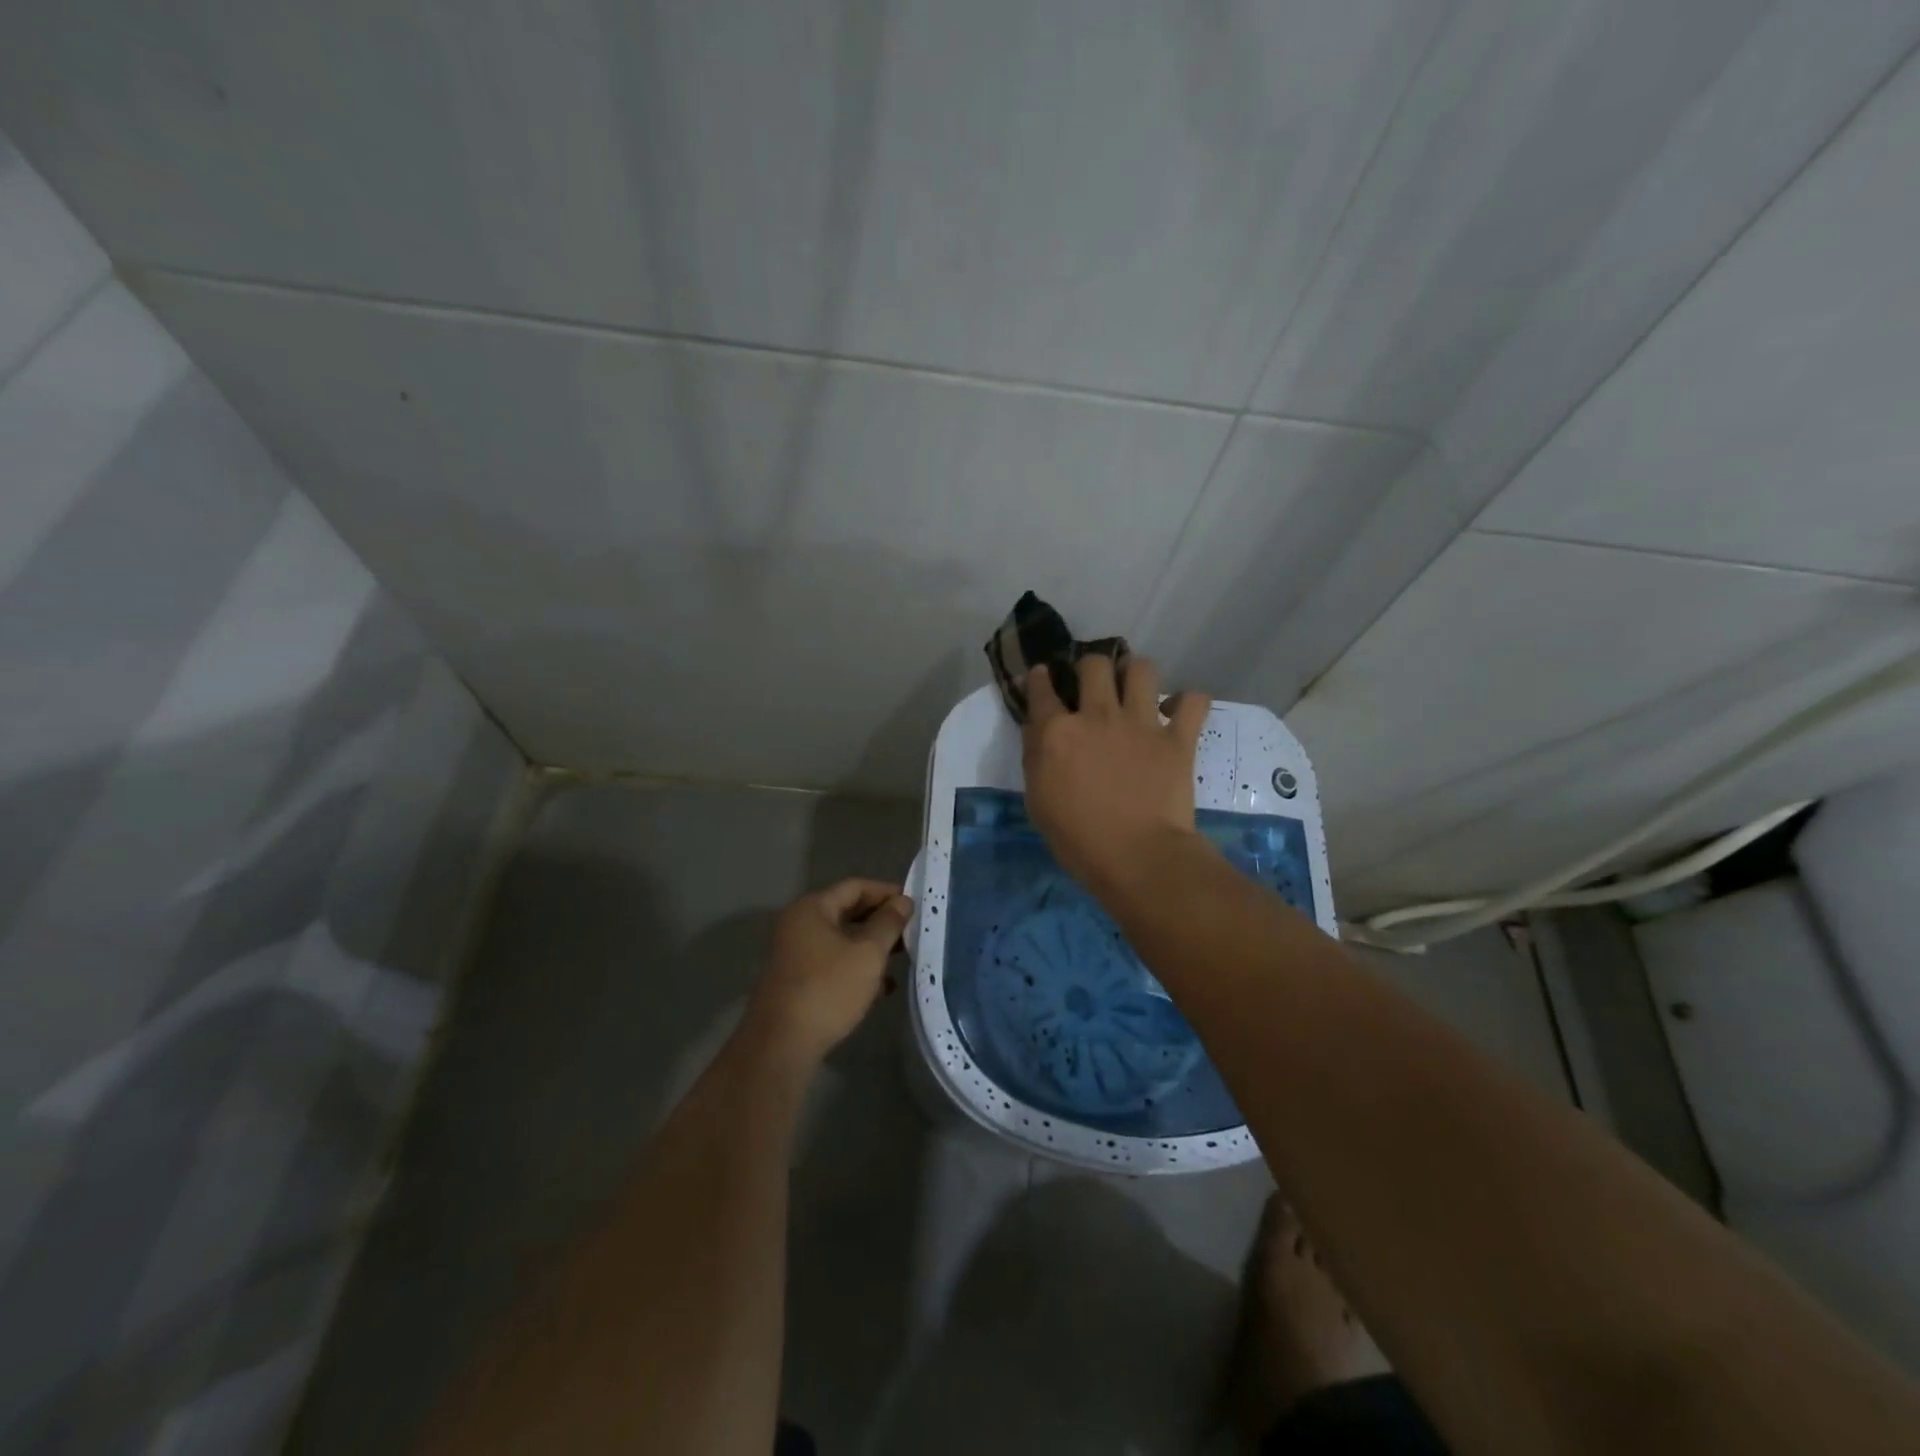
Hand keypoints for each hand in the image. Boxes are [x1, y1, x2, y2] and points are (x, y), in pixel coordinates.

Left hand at [745, 878, 913, 1063]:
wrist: (782, 1045)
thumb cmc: (828, 989)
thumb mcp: (867, 953)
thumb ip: (888, 923)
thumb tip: (903, 902)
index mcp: (812, 908)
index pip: (856, 886)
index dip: (886, 892)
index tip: (915, 903)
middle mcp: (799, 924)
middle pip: (847, 911)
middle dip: (881, 920)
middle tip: (912, 930)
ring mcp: (795, 954)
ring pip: (842, 940)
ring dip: (871, 946)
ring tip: (903, 957)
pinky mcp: (797, 981)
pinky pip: (833, 963)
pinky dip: (856, 968)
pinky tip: (882, 988)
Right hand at [1021, 656, 1211, 898]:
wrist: (1137, 857)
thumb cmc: (1078, 840)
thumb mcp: (1038, 801)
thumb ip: (1036, 758)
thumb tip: (1040, 731)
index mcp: (1057, 733)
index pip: (1041, 689)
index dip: (1039, 678)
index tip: (1042, 675)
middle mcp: (1097, 716)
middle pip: (1094, 665)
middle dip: (1091, 666)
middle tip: (1094, 682)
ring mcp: (1140, 724)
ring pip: (1141, 669)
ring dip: (1135, 673)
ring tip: (1135, 687)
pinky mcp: (1177, 738)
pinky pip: (1193, 700)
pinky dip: (1187, 701)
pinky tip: (1177, 711)